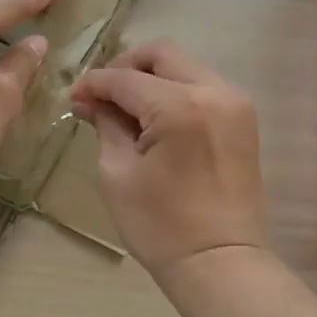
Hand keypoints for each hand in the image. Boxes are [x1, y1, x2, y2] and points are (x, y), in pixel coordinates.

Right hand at [68, 40, 269, 274]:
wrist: (220, 262)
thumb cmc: (160, 226)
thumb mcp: (118, 173)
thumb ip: (106, 126)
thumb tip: (90, 101)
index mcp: (179, 107)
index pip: (126, 78)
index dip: (94, 84)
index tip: (73, 98)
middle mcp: (214, 91)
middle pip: (162, 54)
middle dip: (125, 68)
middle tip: (101, 96)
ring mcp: (235, 102)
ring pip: (185, 66)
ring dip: (151, 78)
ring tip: (126, 109)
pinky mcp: (243, 118)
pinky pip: (202, 86)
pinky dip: (175, 91)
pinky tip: (154, 118)